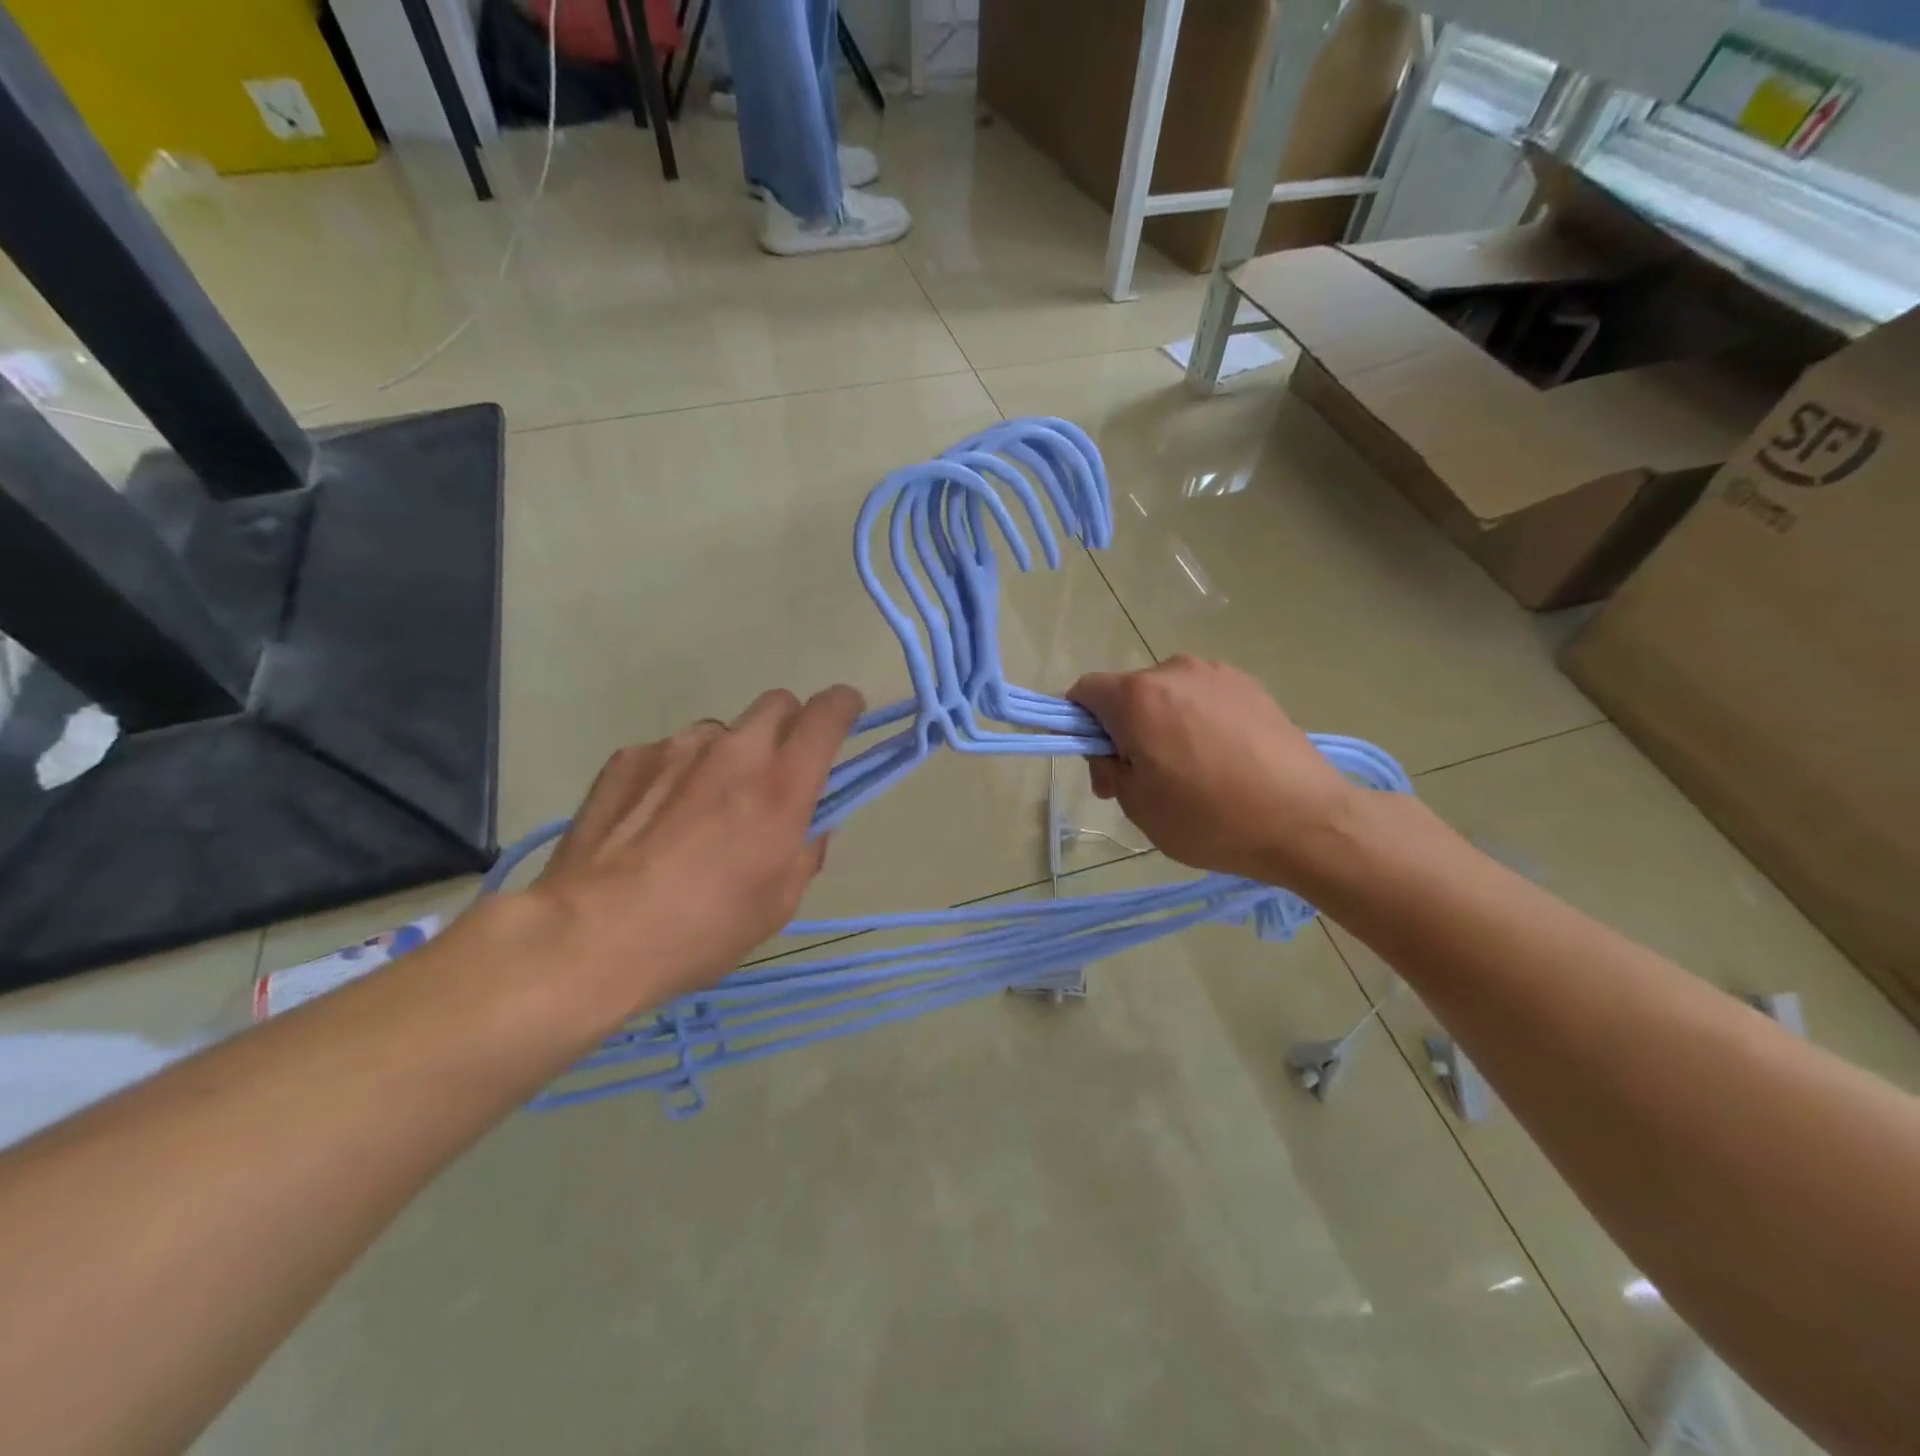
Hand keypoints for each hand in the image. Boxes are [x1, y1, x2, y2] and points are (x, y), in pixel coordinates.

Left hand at [526, 685, 864, 1013]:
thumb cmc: (702, 929)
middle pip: (778, 703)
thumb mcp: (778, 904)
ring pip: (722, 732)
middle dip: (789, 727)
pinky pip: (671, 752)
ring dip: (729, 756)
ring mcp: (676, 747)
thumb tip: (813, 826)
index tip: (847, 714)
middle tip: (776, 770)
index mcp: (782, 785)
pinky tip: (655, 819)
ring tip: (703, 808)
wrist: (590, 936)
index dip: (844, 706)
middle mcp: (734, 750)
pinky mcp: (629, 757)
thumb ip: (807, 851)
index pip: (828, 713)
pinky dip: (679, 773)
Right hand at [1067, 657, 1358, 886]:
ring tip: (1191, 770)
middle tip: (1145, 779)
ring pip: (1167, 694)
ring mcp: (1217, 674)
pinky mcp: (1251, 685)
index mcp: (1138, 697)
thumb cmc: (1210, 818)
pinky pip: (1203, 697)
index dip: (1080, 724)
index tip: (1102, 762)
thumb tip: (1111, 751)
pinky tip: (1223, 759)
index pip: (1085, 691)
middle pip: (1128, 693)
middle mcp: (1175, 670)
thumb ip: (1109, 768)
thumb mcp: (1138, 805)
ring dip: (1162, 723)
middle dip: (1124, 729)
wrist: (1307, 821)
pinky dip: (1197, 720)